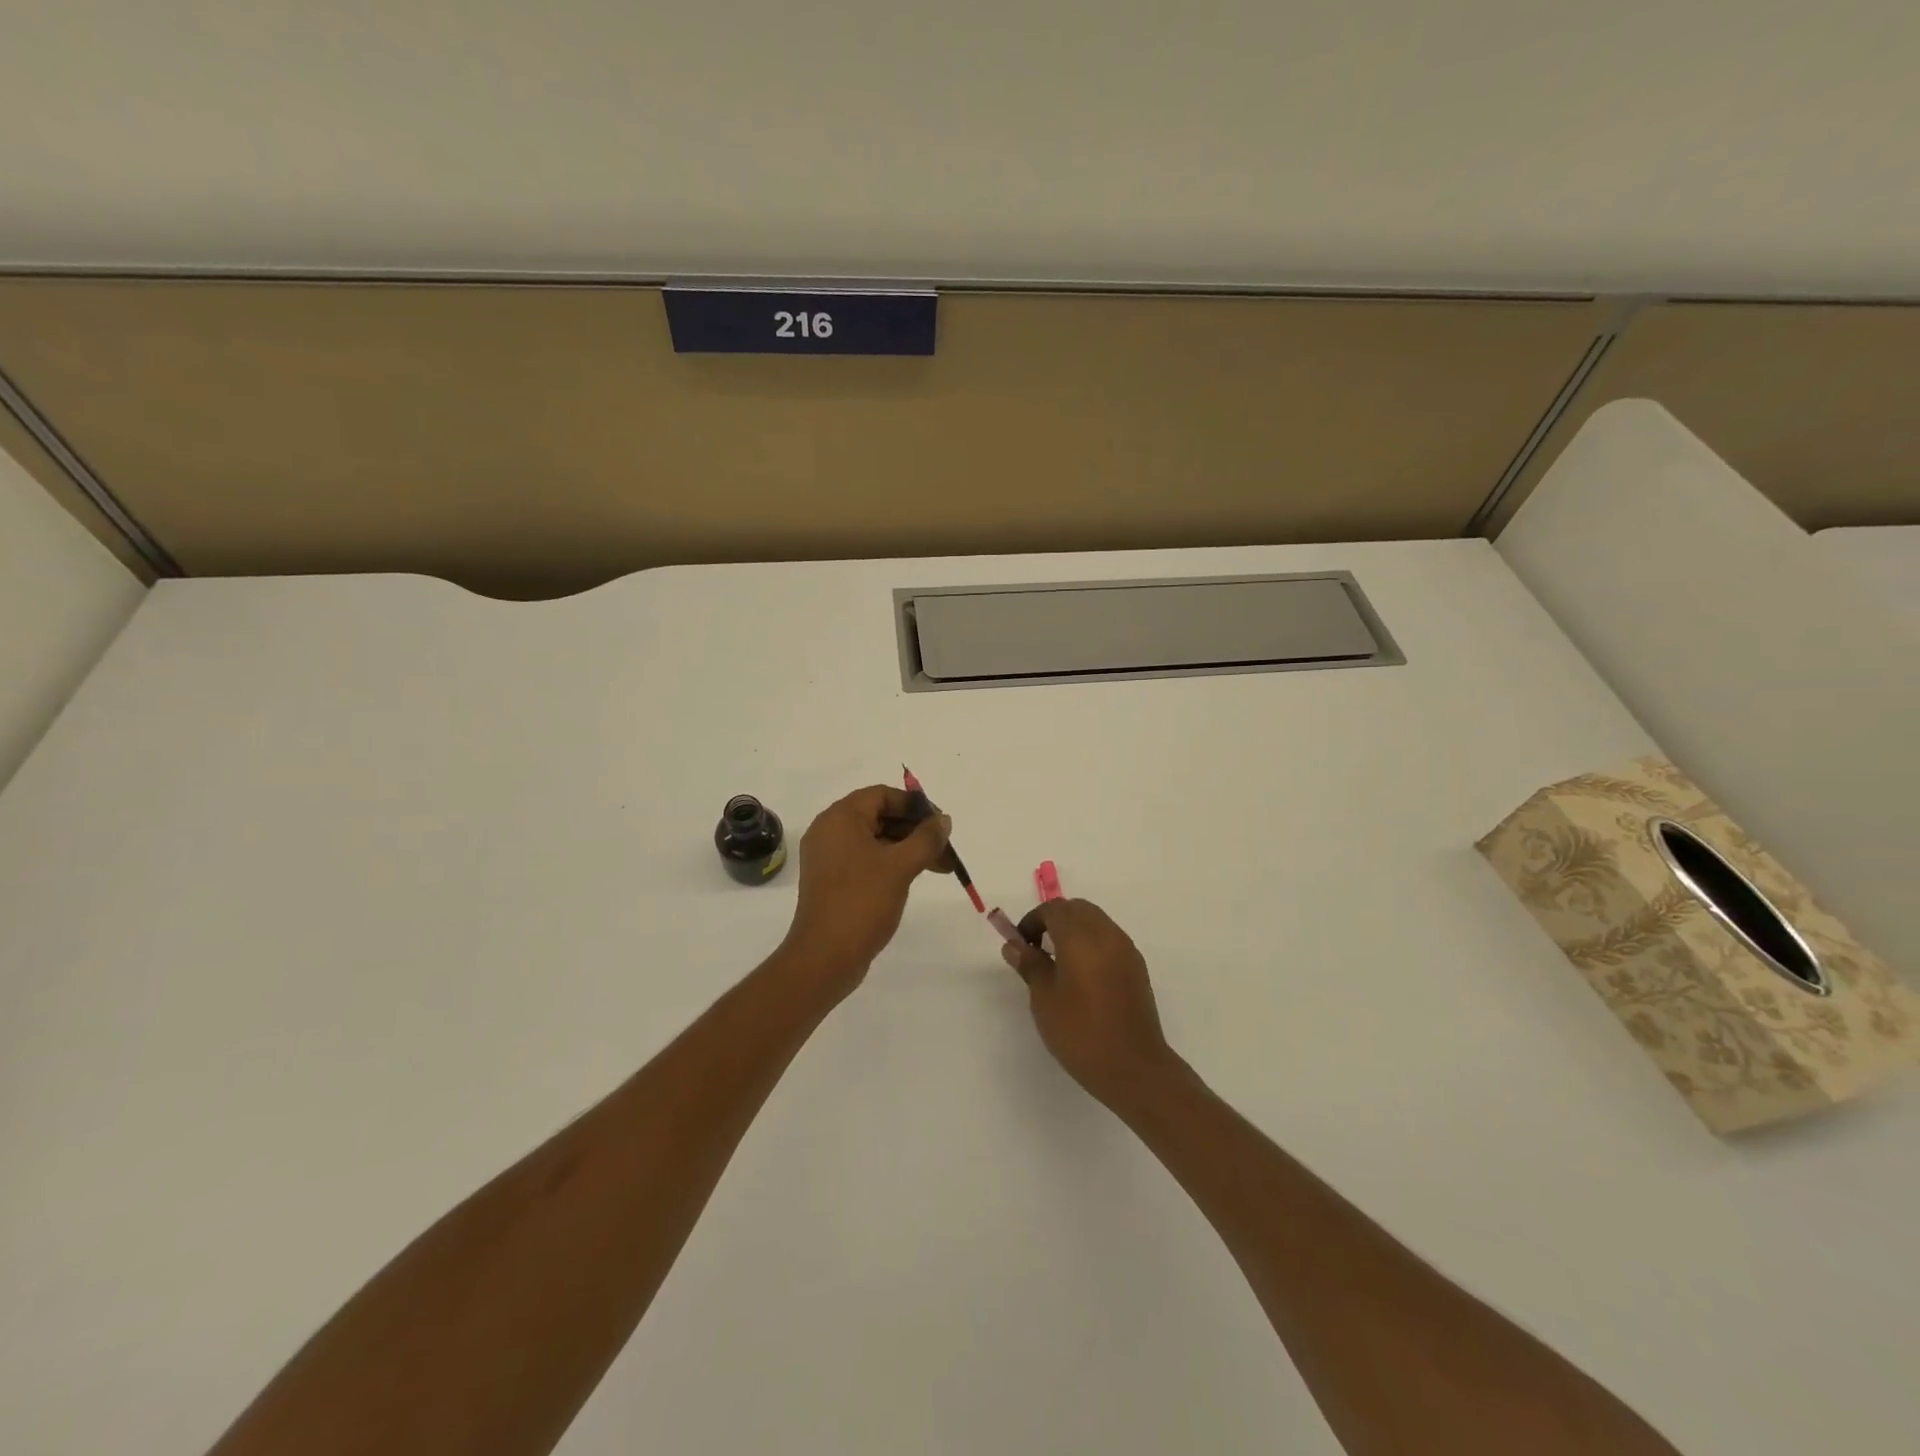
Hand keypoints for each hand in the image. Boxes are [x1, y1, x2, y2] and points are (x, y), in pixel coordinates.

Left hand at [779, 785, 951, 995]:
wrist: (825, 956)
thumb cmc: (862, 902)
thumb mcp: (901, 866)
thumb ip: (926, 838)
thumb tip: (943, 820)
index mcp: (840, 818)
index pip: (882, 795)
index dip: (914, 805)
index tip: (940, 823)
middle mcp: (829, 831)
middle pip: (879, 816)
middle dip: (915, 829)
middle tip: (945, 848)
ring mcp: (829, 857)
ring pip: (875, 840)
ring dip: (908, 848)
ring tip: (941, 866)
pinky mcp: (832, 880)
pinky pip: (866, 859)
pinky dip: (891, 862)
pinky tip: (914, 876)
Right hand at [1003, 899, 1180, 1106]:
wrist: (1133, 1067)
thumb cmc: (1081, 1032)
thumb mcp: (1044, 999)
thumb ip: (1030, 965)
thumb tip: (1014, 945)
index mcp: (1081, 937)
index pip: (1053, 909)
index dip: (1033, 920)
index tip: (1021, 945)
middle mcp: (1106, 934)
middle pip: (1077, 908)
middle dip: (1054, 919)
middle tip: (1037, 948)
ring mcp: (1126, 949)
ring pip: (1096, 921)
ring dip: (1074, 929)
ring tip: (1059, 962)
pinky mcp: (1137, 966)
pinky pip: (1110, 938)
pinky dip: (1092, 942)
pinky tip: (1083, 974)